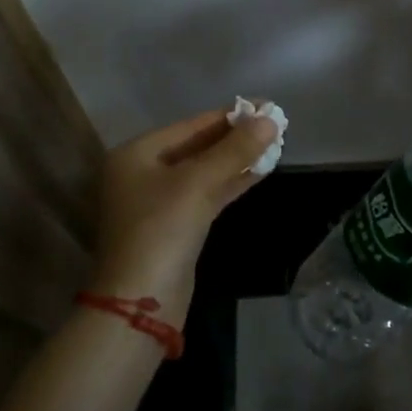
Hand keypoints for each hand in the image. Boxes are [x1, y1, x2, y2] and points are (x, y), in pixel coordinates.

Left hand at [90, 109, 279, 319]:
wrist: (140, 305)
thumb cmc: (161, 230)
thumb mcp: (198, 183)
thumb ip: (235, 150)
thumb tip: (269, 119)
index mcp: (136, 154)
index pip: (191, 125)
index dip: (230, 115)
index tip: (265, 105)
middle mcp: (143, 173)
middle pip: (197, 146)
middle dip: (235, 136)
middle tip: (274, 123)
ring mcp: (158, 202)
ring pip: (204, 171)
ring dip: (237, 159)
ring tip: (275, 143)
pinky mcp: (175, 226)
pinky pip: (206, 193)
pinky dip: (231, 182)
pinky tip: (260, 171)